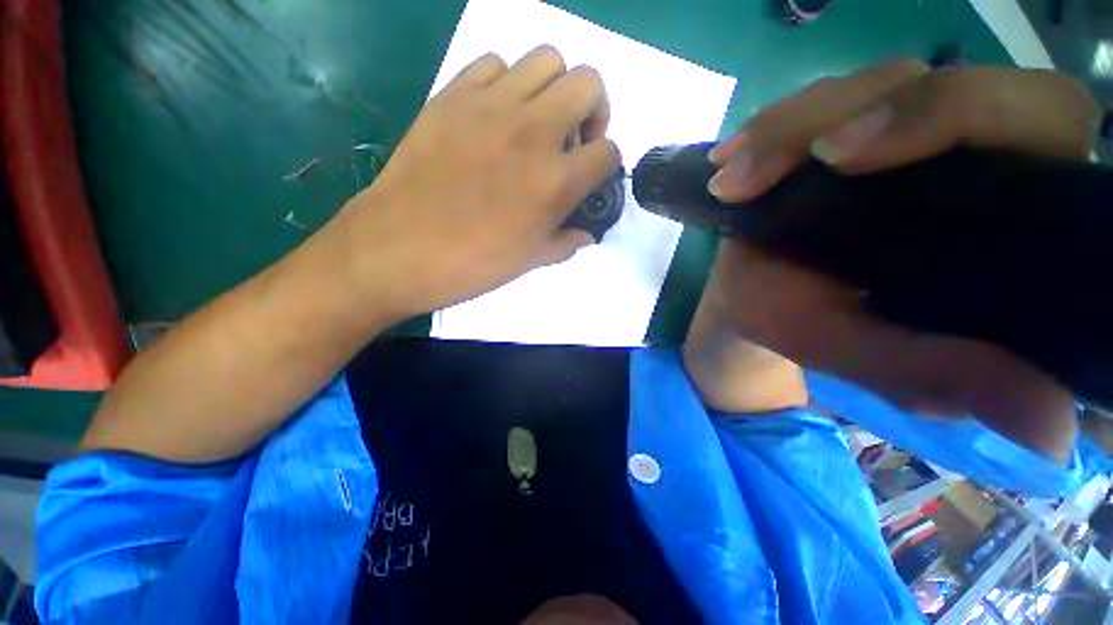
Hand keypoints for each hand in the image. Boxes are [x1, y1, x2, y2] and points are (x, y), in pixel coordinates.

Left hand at [328, 46, 619, 319]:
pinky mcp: (452, 96)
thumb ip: (565, 243)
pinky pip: (493, 64)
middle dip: (593, 110)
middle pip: (589, 83)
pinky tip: (496, 116)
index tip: (591, 177)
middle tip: (573, 140)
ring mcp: (490, 106)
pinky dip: (506, 83)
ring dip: (554, 90)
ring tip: (537, 124)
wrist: (398, 250)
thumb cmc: (472, 264)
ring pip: (546, 59)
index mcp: (555, 182)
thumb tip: (584, 234)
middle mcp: (533, 132)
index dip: (606, 165)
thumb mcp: (530, 261)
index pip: (609, 153)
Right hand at [703, 60, 1097, 458]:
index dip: (958, 115)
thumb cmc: (813, 328)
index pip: (1033, 119)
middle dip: (858, 109)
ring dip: (788, 129)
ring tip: (732, 181)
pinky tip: (726, 164)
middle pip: (948, 79)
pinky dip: (764, 130)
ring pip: (864, 87)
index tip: (845, 159)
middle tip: (784, 165)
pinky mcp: (836, 128)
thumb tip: (1050, 431)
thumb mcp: (869, 356)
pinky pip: (810, 105)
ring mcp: (893, 131)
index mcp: (1006, 208)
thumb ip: (947, 378)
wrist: (753, 302)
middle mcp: (963, 152)